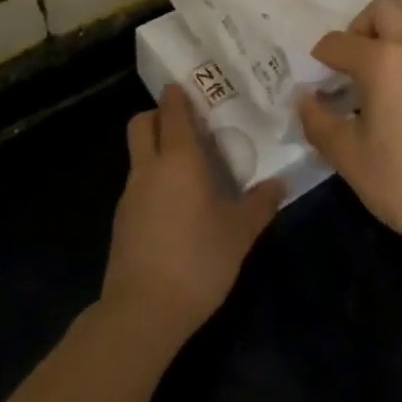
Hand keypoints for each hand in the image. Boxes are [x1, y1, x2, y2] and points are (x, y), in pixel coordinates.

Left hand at [101, 86, 282, 343]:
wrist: (142, 313)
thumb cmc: (197, 261)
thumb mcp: (239, 234)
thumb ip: (259, 205)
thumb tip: (279, 184)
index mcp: (178, 159)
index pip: (171, 111)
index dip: (179, 95)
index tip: (194, 88)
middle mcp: (148, 168)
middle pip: (141, 123)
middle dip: (159, 115)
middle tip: (188, 125)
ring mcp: (130, 194)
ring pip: (137, 154)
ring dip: (156, 149)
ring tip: (189, 167)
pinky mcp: (121, 221)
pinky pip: (137, 184)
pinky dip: (153, 180)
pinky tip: (176, 205)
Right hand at [298, 0, 401, 259]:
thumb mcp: (349, 157)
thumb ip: (319, 122)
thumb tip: (303, 98)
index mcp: (382, 60)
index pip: (338, 41)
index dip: (318, 59)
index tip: (313, 84)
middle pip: (382, 12)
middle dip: (358, 29)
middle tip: (346, 69)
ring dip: (384, 51)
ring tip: (370, 97)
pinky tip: (400, 115)